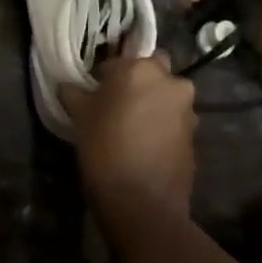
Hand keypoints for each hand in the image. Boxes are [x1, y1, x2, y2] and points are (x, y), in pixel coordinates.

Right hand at [59, 50, 196, 214]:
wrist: (143, 202)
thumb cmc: (105, 148)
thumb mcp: (80, 116)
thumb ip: (74, 92)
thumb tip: (67, 84)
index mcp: (140, 68)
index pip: (118, 59)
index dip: (104, 75)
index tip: (94, 92)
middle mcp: (170, 81)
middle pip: (151, 70)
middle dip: (138, 81)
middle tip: (117, 103)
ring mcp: (187, 109)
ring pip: (166, 95)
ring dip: (152, 103)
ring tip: (131, 127)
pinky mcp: (195, 135)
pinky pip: (174, 120)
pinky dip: (162, 125)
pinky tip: (144, 145)